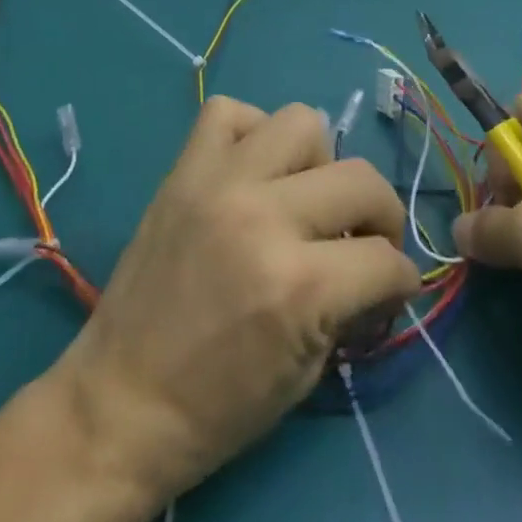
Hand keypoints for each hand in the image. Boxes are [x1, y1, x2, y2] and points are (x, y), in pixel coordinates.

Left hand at [53, 96, 421, 504]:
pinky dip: (251, 133)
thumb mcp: (307, 373)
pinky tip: (252, 172)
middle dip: (380, 217)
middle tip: (362, 244)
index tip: (390, 290)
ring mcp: (219, 182)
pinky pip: (229, 113)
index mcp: (299, 285)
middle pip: (362, 180)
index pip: (387, 259)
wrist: (120, 403)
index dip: (401, 280)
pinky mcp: (183, 170)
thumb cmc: (217, 408)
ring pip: (302, 122)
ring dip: (319, 163)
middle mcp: (264, 216)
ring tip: (302, 200)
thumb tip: (379, 269)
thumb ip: (349, 305)